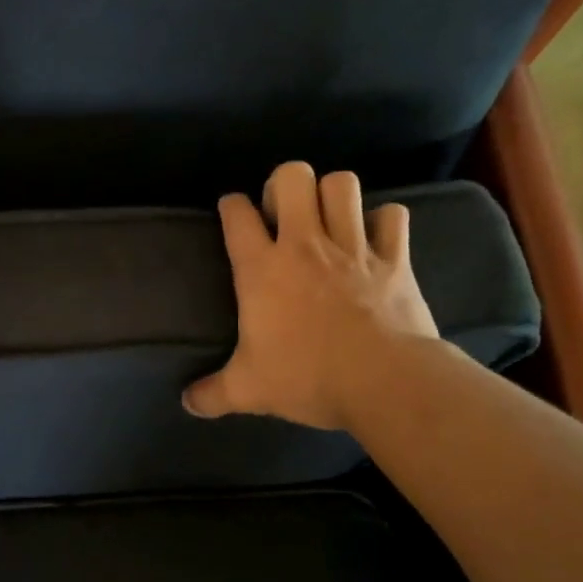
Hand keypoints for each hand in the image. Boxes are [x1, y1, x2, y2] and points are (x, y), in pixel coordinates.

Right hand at [183, 161, 441, 430]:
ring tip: (328, 218)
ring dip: (332, 194)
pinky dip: (383, 222)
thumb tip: (187, 404)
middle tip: (283, 213)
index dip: (231, 205)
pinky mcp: (395, 258)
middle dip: (284, 185)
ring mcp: (353, 247)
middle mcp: (305, 245)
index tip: (232, 212)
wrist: (384, 381)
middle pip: (292, 177)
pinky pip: (392, 216)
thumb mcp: (249, 391)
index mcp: (262, 269)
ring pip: (343, 185)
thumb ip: (212, 394)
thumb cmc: (307, 378)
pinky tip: (375, 239)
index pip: (237, 214)